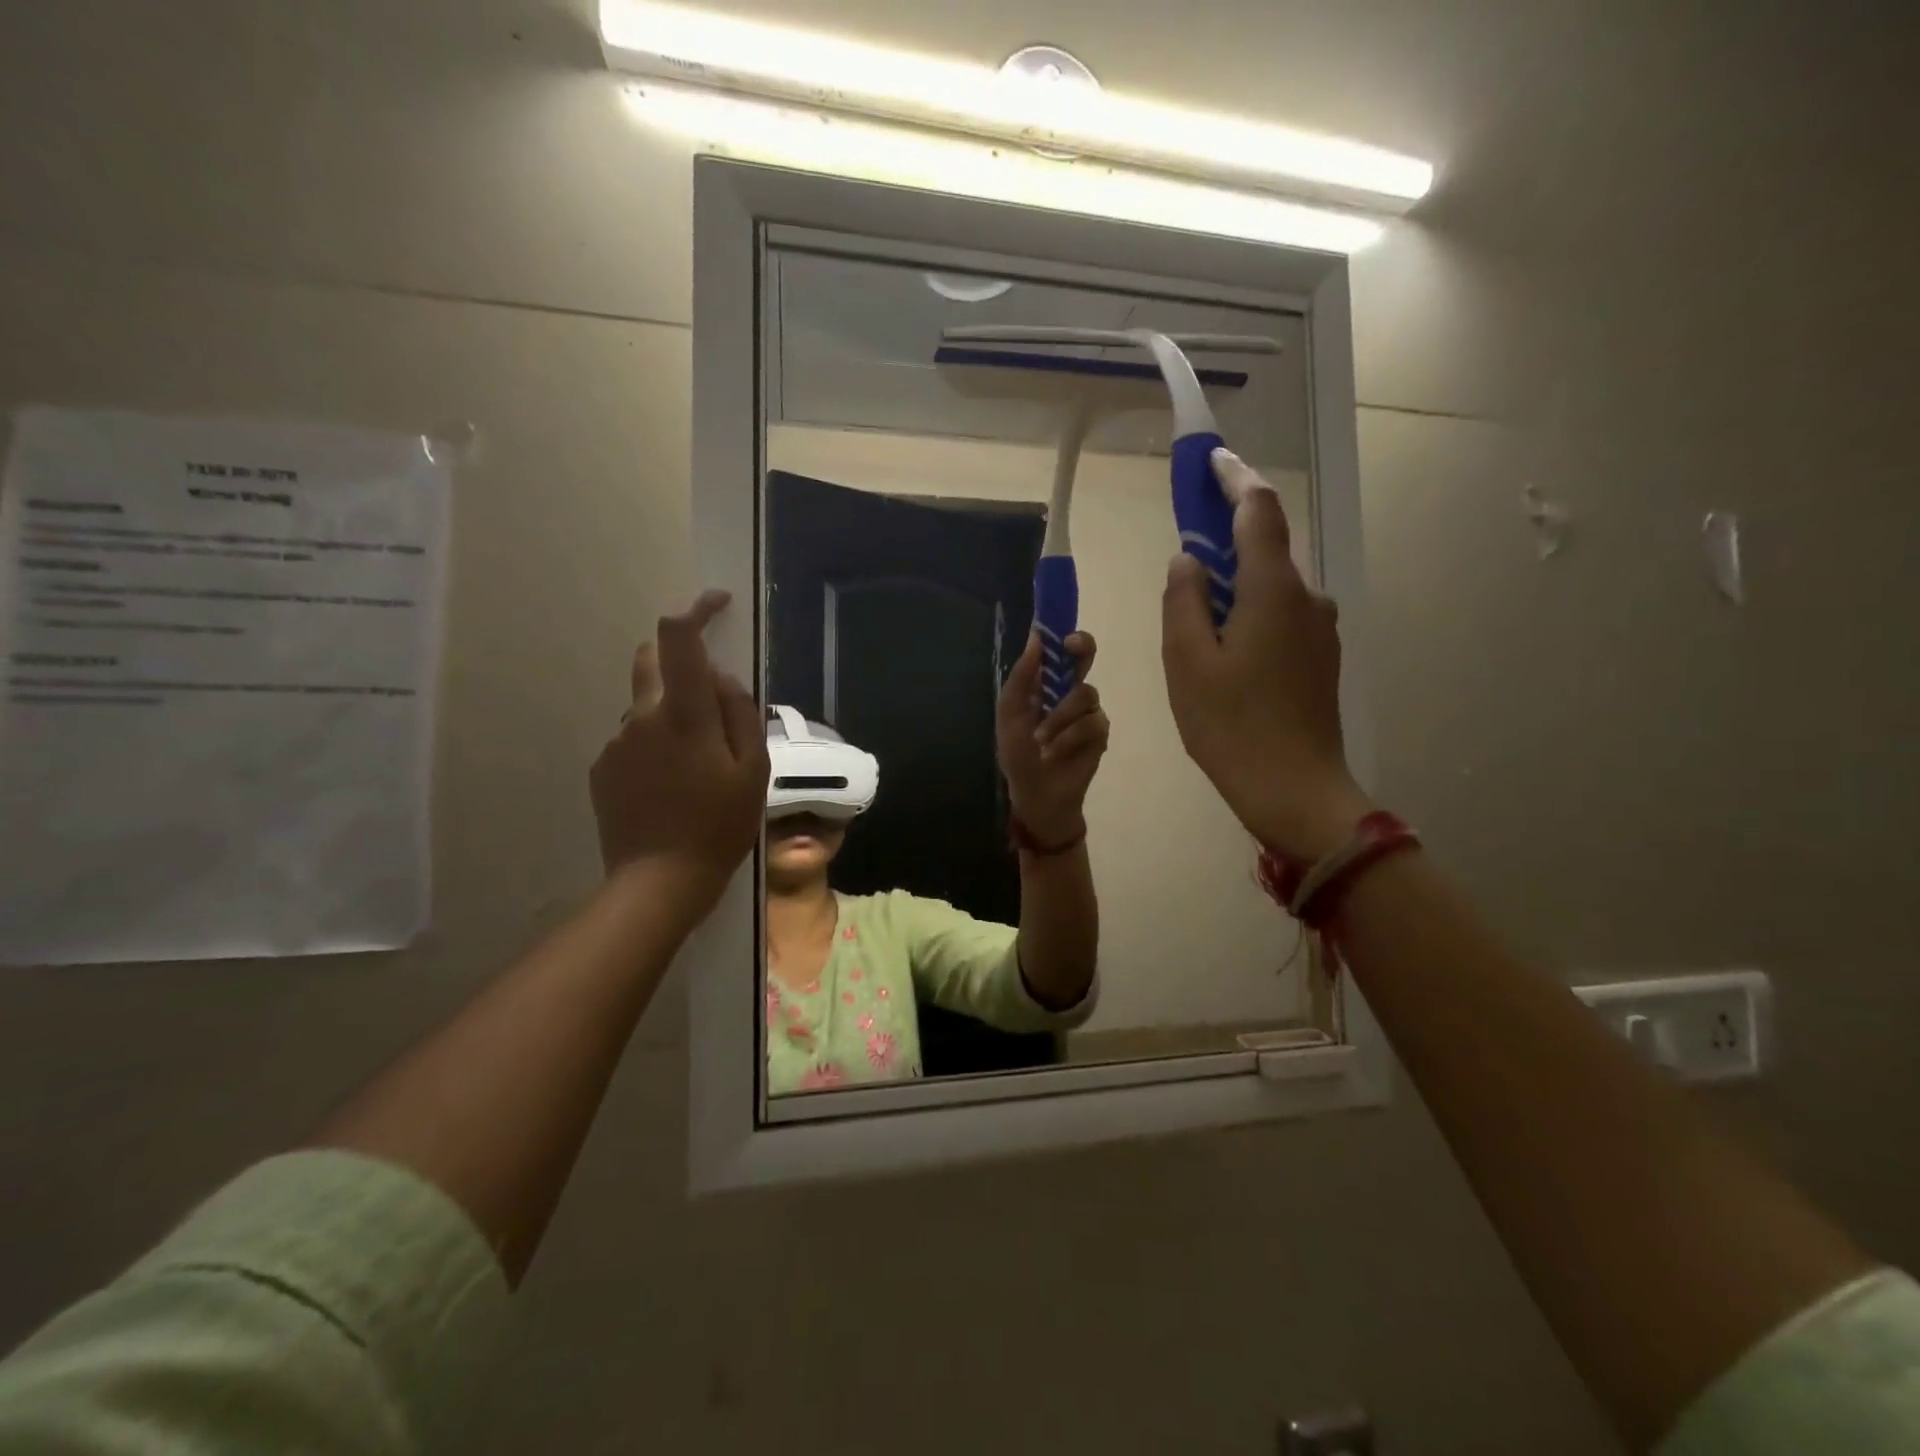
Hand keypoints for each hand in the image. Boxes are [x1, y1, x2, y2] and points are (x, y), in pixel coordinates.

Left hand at [590, 591, 767, 927]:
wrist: (659, 882)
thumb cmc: (719, 826)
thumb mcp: (753, 771)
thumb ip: (739, 714)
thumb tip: (720, 678)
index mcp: (684, 715)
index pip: (679, 639)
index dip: (696, 610)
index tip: (717, 603)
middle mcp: (642, 717)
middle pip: (650, 660)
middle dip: (678, 659)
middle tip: (710, 700)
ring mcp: (616, 743)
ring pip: (646, 707)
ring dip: (671, 715)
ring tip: (697, 767)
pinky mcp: (602, 768)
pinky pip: (633, 740)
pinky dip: (655, 746)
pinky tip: (672, 787)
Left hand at [997, 630, 1109, 845]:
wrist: (1035, 792)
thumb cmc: (1018, 753)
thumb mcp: (1010, 713)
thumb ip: (1022, 677)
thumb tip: (1036, 637)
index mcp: (1046, 683)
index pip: (1061, 650)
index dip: (1064, 635)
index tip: (1060, 631)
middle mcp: (1071, 691)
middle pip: (1086, 657)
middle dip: (1081, 650)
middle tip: (1073, 650)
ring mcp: (1088, 711)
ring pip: (1084, 694)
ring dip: (1058, 718)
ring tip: (1041, 740)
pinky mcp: (1100, 733)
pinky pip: (1090, 722)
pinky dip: (1068, 737)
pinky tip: (1054, 752)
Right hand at [1161, 450, 1372, 862]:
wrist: (1295, 790)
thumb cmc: (1230, 725)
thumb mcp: (1187, 661)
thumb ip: (1183, 600)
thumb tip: (1189, 560)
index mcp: (1272, 590)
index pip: (1258, 511)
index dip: (1233, 479)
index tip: (1211, 460)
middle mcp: (1307, 598)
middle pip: (1264, 550)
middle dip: (1224, 545)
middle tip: (1185, 565)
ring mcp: (1320, 630)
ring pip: (1270, 589)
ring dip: (1234, 591)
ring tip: (1196, 633)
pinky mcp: (1321, 658)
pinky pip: (1281, 618)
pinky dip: (1250, 617)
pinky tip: (1226, 658)